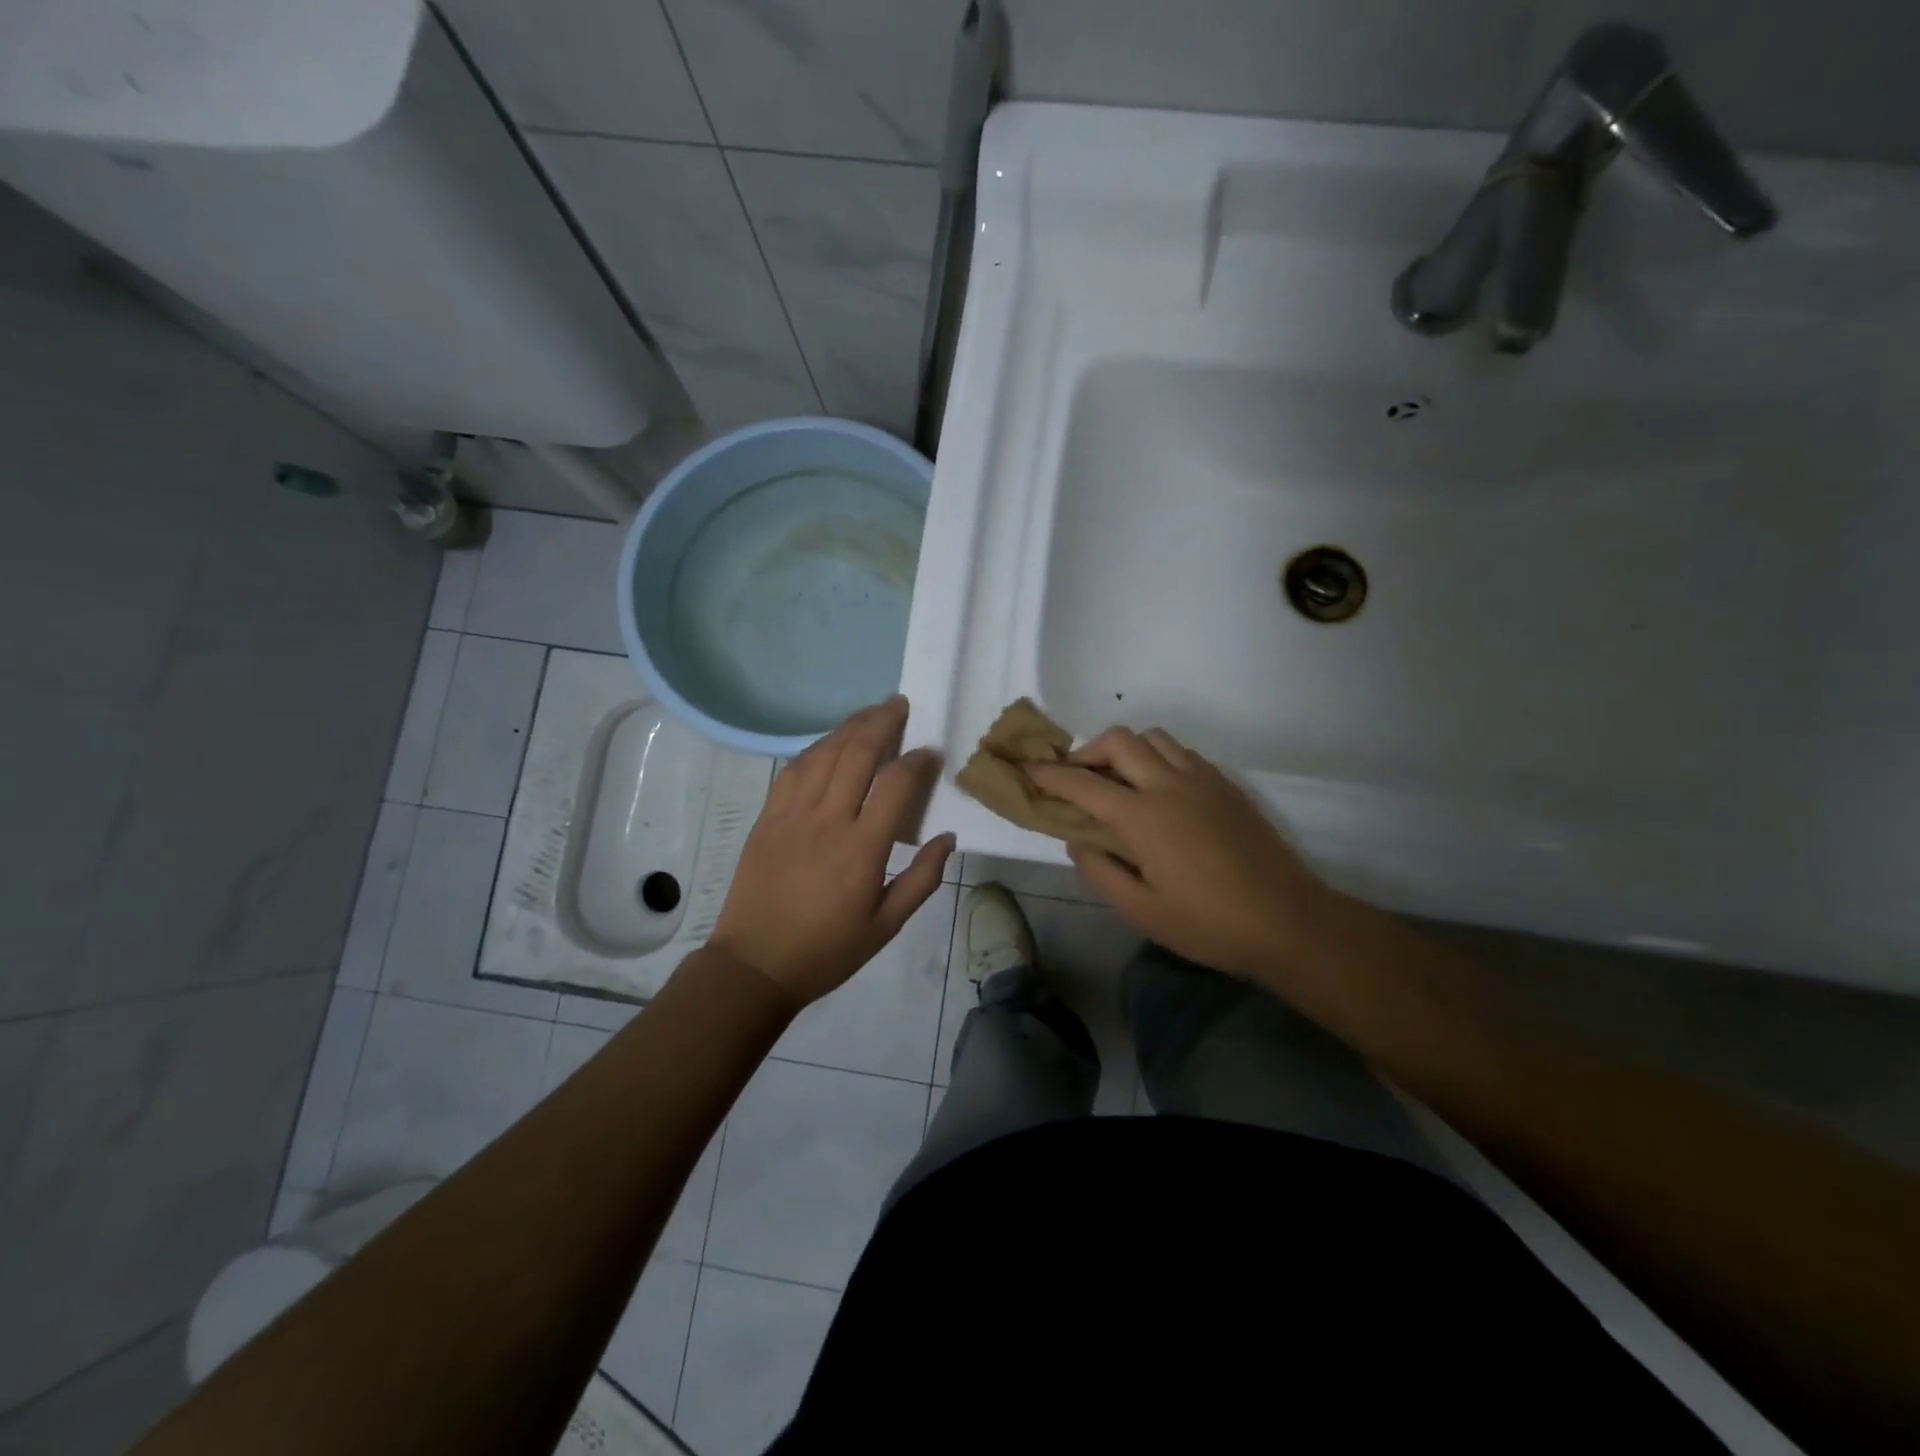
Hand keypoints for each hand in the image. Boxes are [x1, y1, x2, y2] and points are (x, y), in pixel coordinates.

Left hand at [709, 696, 954, 1006]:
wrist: (755, 964)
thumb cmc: (827, 950)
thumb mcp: (886, 926)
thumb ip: (922, 880)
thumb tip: (948, 838)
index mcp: (862, 849)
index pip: (895, 785)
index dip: (916, 761)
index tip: (930, 750)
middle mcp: (827, 820)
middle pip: (857, 754)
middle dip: (882, 722)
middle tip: (900, 704)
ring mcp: (792, 814)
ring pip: (824, 754)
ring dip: (849, 727)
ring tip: (870, 713)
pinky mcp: (767, 817)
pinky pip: (793, 769)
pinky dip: (815, 748)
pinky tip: (829, 742)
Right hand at [1028, 728, 1332, 980]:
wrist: (1287, 920)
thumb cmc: (1208, 924)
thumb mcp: (1141, 911)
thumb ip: (1100, 871)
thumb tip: (1077, 839)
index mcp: (1143, 817)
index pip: (1082, 783)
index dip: (1049, 775)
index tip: (1027, 770)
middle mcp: (1169, 785)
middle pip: (1119, 741)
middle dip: (1087, 751)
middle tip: (1077, 778)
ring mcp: (1203, 780)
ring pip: (1154, 738)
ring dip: (1126, 750)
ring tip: (1118, 781)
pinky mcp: (1226, 785)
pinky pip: (1183, 753)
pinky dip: (1158, 758)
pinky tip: (1160, 790)